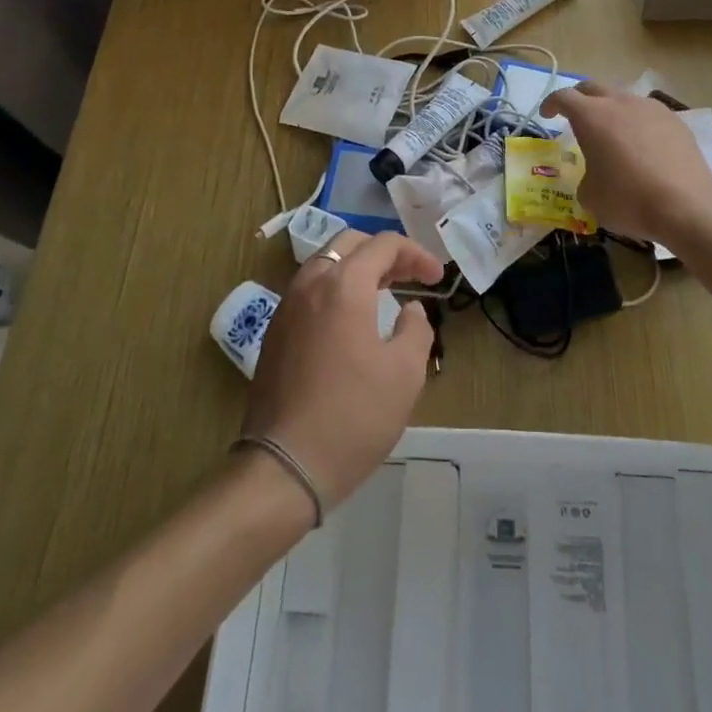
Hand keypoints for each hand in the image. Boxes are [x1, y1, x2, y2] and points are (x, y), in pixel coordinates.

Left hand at [240, 231, 442, 513]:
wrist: (283, 467)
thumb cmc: (352, 417)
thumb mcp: (404, 374)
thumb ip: (416, 329)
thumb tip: (410, 310)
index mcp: (344, 284)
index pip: (384, 244)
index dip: (416, 254)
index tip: (436, 279)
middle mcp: (311, 283)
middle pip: (350, 244)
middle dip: (385, 253)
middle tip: (410, 276)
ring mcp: (287, 307)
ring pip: (326, 264)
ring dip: (358, 269)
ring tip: (383, 292)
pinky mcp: (275, 332)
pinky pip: (310, 290)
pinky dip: (336, 289)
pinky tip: (351, 320)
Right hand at [542, 82, 711, 250]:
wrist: (687, 205)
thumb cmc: (629, 199)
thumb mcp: (591, 197)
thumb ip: (585, 179)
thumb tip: (594, 178)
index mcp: (591, 116)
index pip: (563, 97)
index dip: (551, 104)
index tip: (547, 115)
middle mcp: (620, 102)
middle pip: (593, 88)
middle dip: (580, 99)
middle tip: (575, 117)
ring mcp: (650, 108)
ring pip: (623, 98)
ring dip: (611, 109)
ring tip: (612, 133)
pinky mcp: (675, 121)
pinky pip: (648, 114)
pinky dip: (638, 123)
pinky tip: (643, 146)